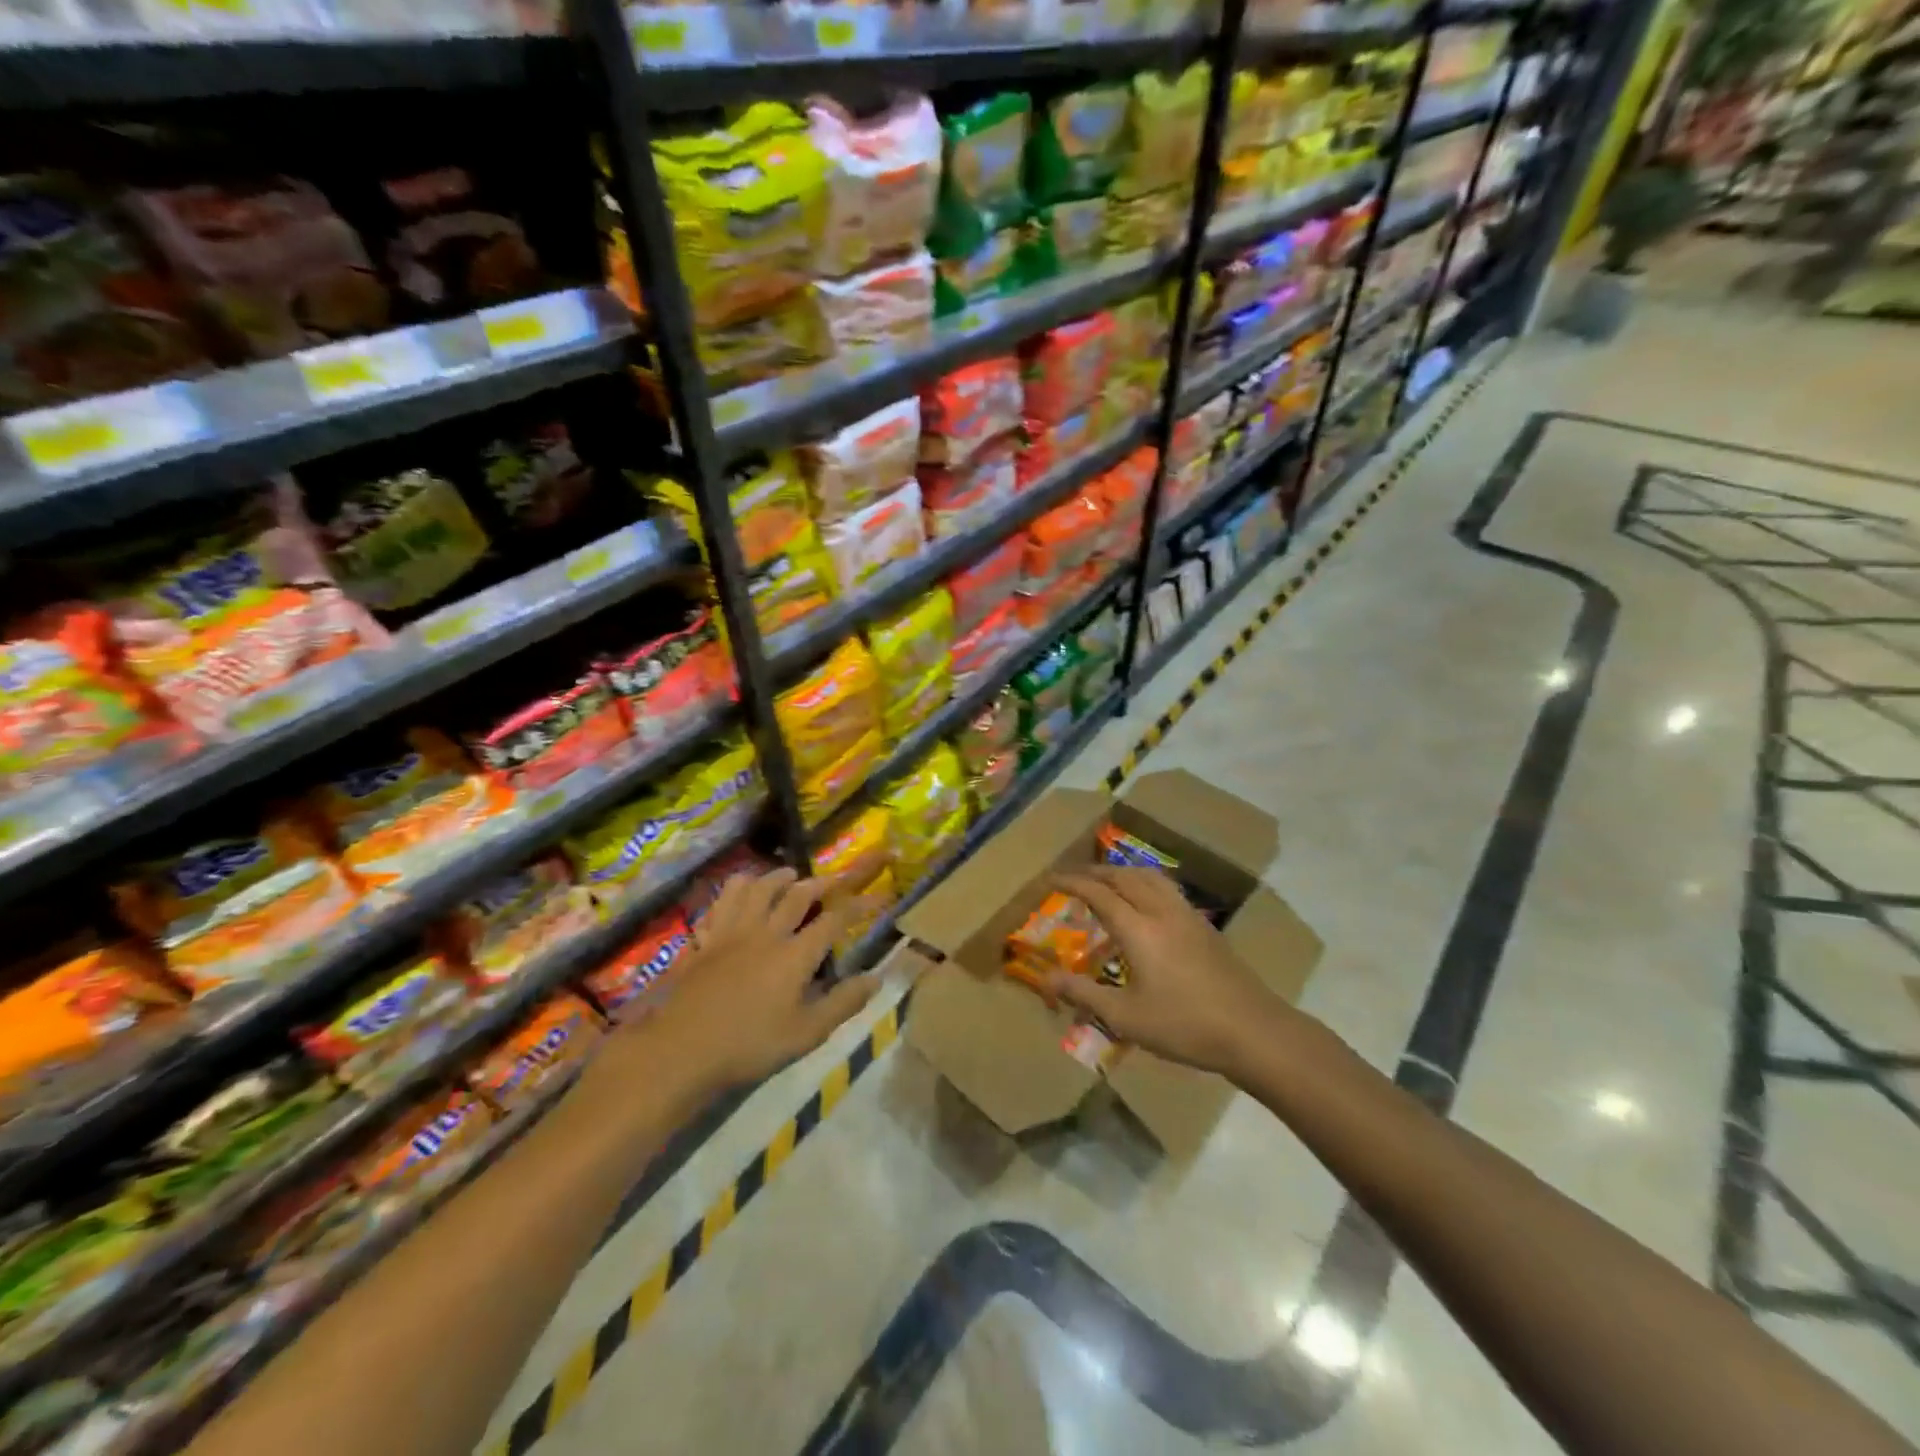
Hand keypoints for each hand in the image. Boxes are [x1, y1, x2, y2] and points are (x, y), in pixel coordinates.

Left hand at [630, 869, 876, 1091]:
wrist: (682, 1050)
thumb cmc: (750, 1046)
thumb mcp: (806, 1034)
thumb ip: (843, 1003)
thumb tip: (876, 978)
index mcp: (795, 955)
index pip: (834, 919)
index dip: (858, 904)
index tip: (877, 896)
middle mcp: (767, 933)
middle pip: (797, 895)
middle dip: (821, 883)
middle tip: (835, 878)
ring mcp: (732, 932)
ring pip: (757, 888)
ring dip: (777, 876)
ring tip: (788, 875)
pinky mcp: (706, 939)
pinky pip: (722, 901)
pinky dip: (736, 889)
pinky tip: (740, 893)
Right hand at [1047, 865, 1293, 1077]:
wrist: (1253, 1031)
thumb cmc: (1184, 1025)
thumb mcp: (1125, 1016)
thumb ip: (1084, 993)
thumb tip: (1046, 978)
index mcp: (1139, 929)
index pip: (1098, 893)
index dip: (1072, 882)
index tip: (1050, 879)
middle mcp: (1162, 911)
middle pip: (1124, 877)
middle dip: (1095, 872)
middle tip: (1074, 878)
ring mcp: (1188, 916)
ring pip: (1150, 877)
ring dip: (1123, 873)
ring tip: (1107, 882)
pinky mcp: (1205, 927)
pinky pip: (1168, 888)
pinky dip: (1145, 883)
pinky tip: (1146, 902)